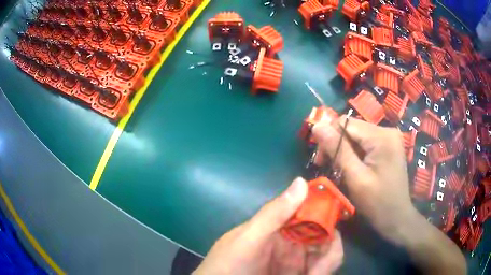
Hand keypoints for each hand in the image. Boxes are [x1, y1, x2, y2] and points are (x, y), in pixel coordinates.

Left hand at [193, 178, 343, 274]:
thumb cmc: (229, 264)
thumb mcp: (247, 239)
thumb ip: (273, 214)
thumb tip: (302, 181)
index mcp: (280, 226)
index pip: (310, 211)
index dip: (326, 212)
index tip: (335, 224)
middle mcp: (292, 241)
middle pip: (324, 234)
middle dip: (331, 246)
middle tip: (322, 267)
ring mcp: (297, 260)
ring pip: (327, 253)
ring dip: (328, 262)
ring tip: (315, 274)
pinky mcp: (300, 272)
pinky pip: (321, 268)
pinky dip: (323, 270)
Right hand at [313, 116, 417, 244]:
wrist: (397, 218)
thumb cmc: (377, 202)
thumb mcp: (355, 177)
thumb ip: (337, 149)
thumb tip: (317, 125)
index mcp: (381, 136)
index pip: (345, 122)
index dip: (329, 137)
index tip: (321, 160)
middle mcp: (387, 131)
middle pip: (351, 128)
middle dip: (336, 145)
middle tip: (329, 167)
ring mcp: (389, 138)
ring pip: (356, 136)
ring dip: (344, 151)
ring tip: (340, 170)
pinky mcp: (388, 146)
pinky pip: (365, 143)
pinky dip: (354, 154)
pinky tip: (352, 168)